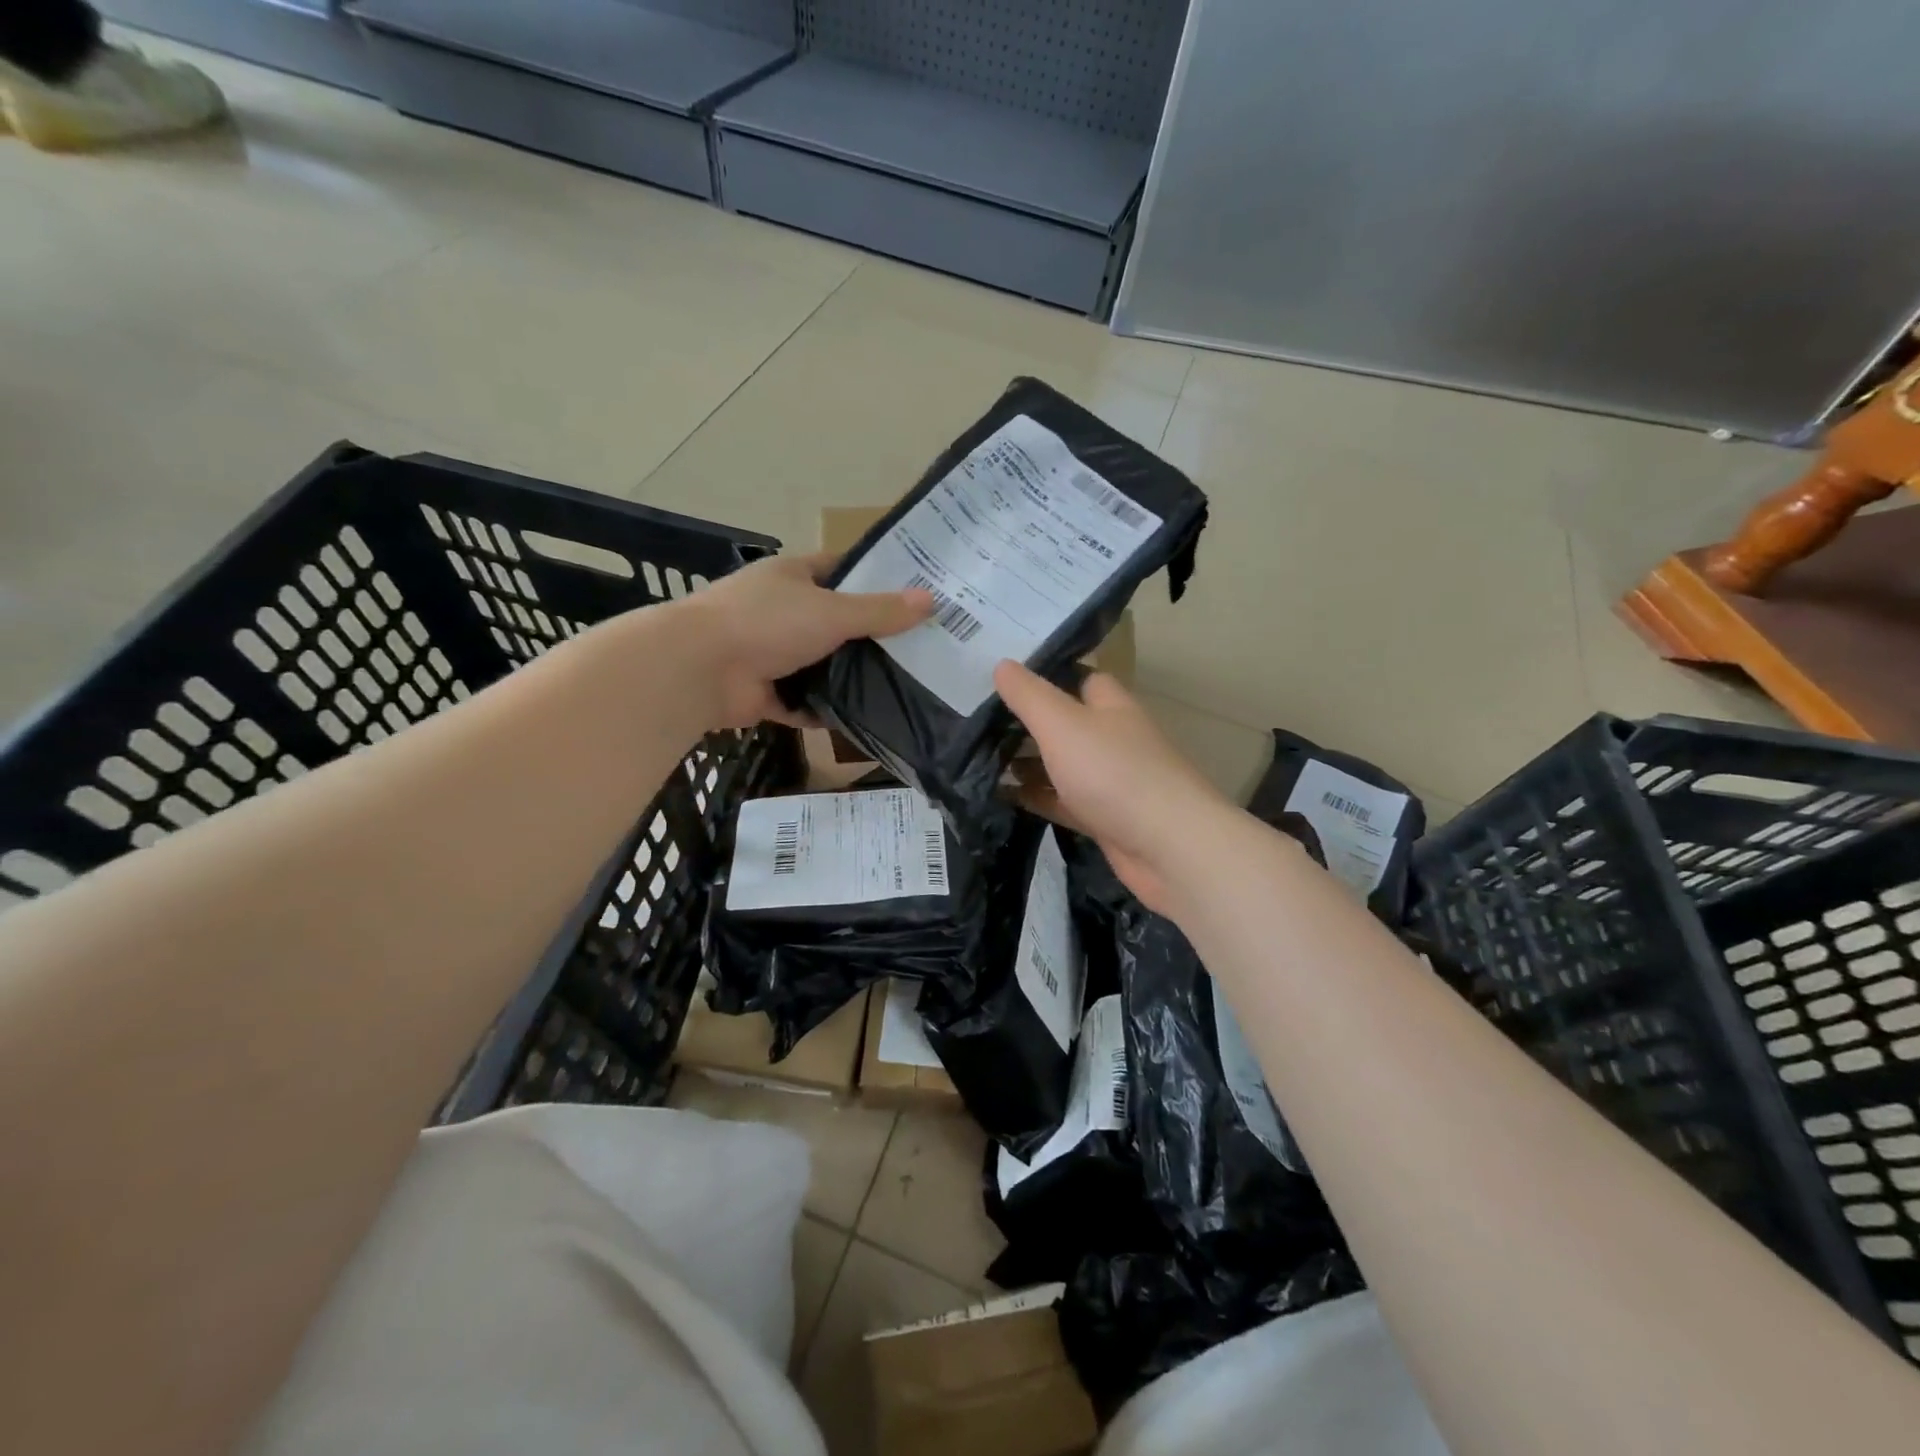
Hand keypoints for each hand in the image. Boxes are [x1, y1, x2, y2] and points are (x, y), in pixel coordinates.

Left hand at [674, 552, 932, 729]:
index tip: (912, 596)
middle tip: (915, 650)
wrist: (699, 668)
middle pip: (833, 621)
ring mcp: (768, 652)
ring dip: (845, 677)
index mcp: (792, 577)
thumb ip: (880, 611)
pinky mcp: (761, 691)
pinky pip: (800, 702)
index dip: (874, 579)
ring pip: (818, 664)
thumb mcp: (833, 612)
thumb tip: (931, 601)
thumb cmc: (767, 623)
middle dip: (867, 636)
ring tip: (896, 687)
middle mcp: (780, 610)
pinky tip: (858, 720)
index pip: (840, 570)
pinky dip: (821, 711)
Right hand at [994, 662, 1236, 914]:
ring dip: (1029, 762)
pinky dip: (1037, 798)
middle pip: (1067, 723)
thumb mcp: (1062, 724)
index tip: (1003, 679)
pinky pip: (1063, 802)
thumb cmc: (1113, 773)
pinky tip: (1003, 797)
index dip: (1046, 676)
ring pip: (1063, 765)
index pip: (1080, 678)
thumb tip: (1002, 664)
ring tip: (980, 758)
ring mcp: (1111, 782)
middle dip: (1029, 723)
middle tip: (977, 721)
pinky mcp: (1105, 820)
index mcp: (1111, 707)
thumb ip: (1029, 696)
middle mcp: (1114, 739)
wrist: (1168, 848)